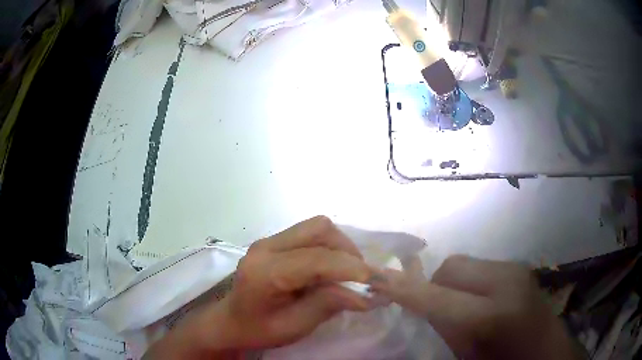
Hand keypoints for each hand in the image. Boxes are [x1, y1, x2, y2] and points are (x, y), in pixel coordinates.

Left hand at [144, 216, 372, 358]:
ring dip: (340, 246)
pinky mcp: (274, 241)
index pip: (317, 259)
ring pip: (317, 227)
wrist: (232, 321)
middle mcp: (266, 246)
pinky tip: (330, 267)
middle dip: (348, 251)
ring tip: (347, 272)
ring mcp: (269, 240)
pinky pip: (310, 233)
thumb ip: (329, 305)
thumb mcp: (295, 326)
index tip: (377, 281)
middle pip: (319, 230)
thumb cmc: (259, 329)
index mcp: (266, 271)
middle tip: (361, 277)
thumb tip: (367, 293)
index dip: (351, 268)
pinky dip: (329, 247)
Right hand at [371, 255, 582, 359]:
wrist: (547, 354)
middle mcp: (506, 283)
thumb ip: (442, 328)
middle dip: (433, 286)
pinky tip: (477, 302)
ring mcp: (516, 270)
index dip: (403, 289)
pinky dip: (468, 283)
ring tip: (458, 308)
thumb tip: (419, 305)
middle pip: (451, 267)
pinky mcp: (519, 268)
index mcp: (492, 316)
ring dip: (451, 284)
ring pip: (464, 264)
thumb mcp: (467, 356)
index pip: (435, 297)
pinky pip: (480, 268)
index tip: (375, 280)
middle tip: (433, 310)